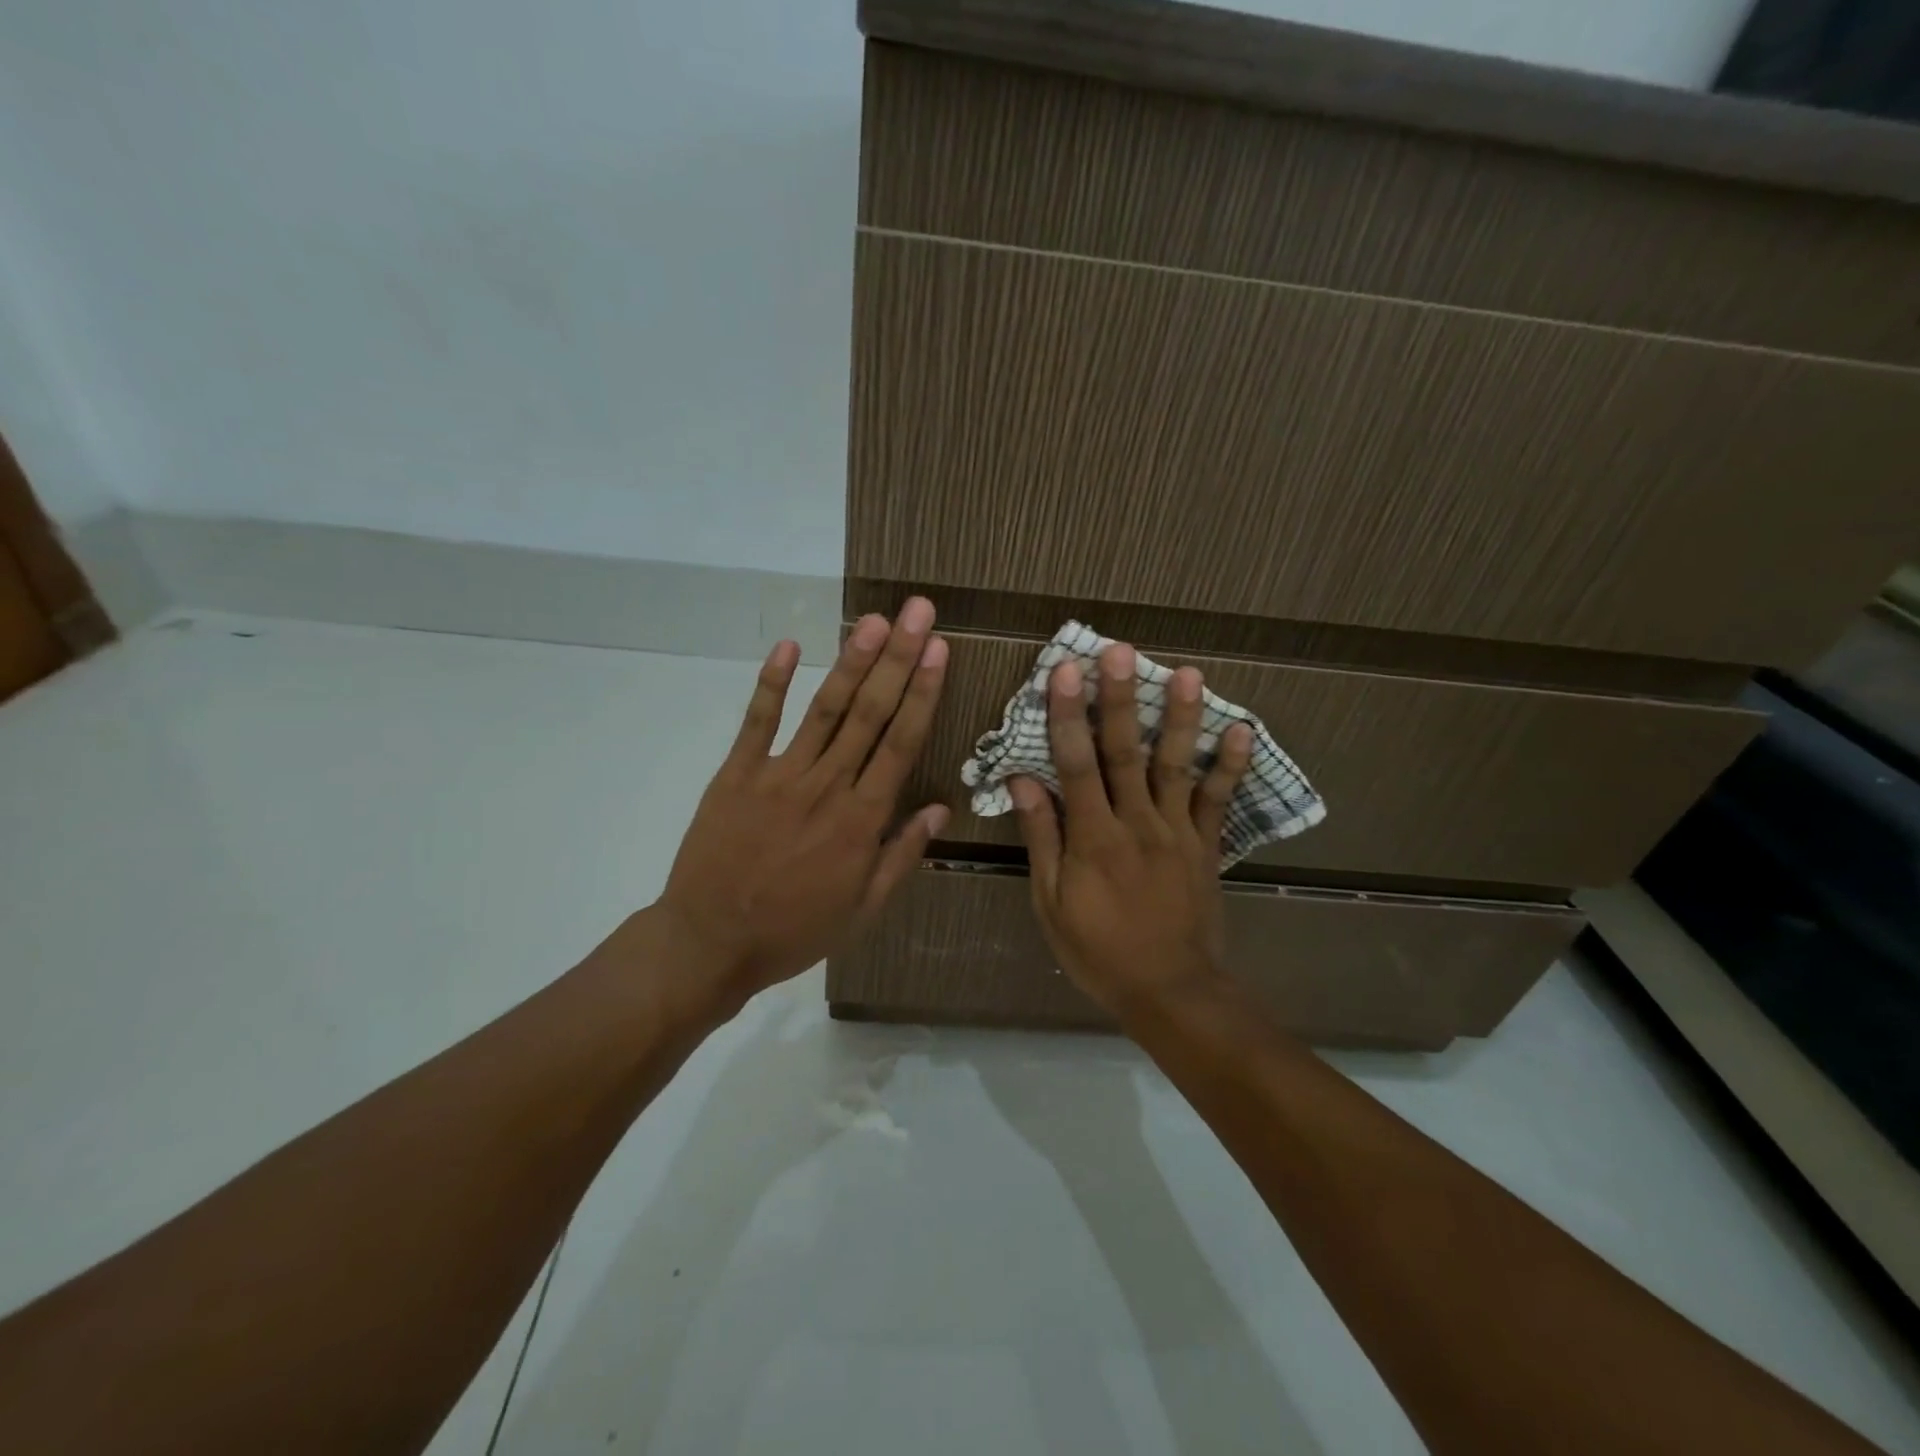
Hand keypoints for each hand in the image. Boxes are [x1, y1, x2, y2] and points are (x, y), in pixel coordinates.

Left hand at [652, 598, 949, 1012]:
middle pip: (869, 713)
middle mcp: (827, 786)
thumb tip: (940, 809)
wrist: (710, 943)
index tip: (938, 650)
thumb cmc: (794, 930)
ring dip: (850, 662)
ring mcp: (779, 775)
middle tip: (916, 611)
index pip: (901, 743)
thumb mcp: (863, 909)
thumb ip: (901, 855)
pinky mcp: (736, 774)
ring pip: (823, 710)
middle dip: (897, 658)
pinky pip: (757, 722)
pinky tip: (788, 647)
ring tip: (872, 620)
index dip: (922, 692)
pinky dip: (771, 684)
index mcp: (861, 820)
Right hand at [1009, 644, 1252, 1021]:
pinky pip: (1219, 800)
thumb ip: (1042, 838)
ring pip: (1176, 765)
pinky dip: (1231, 765)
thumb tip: (1023, 781)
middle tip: (1121, 651)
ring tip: (1188, 674)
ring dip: (1180, 718)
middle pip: (1125, 752)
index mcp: (1093, 837)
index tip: (1064, 670)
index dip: (1067, 715)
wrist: (1170, 991)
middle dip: (1120, 699)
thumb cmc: (1098, 951)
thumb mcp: (1051, 903)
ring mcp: (1177, 831)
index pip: (1075, 764)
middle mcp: (1136, 822)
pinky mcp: (1206, 845)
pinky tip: (1241, 729)